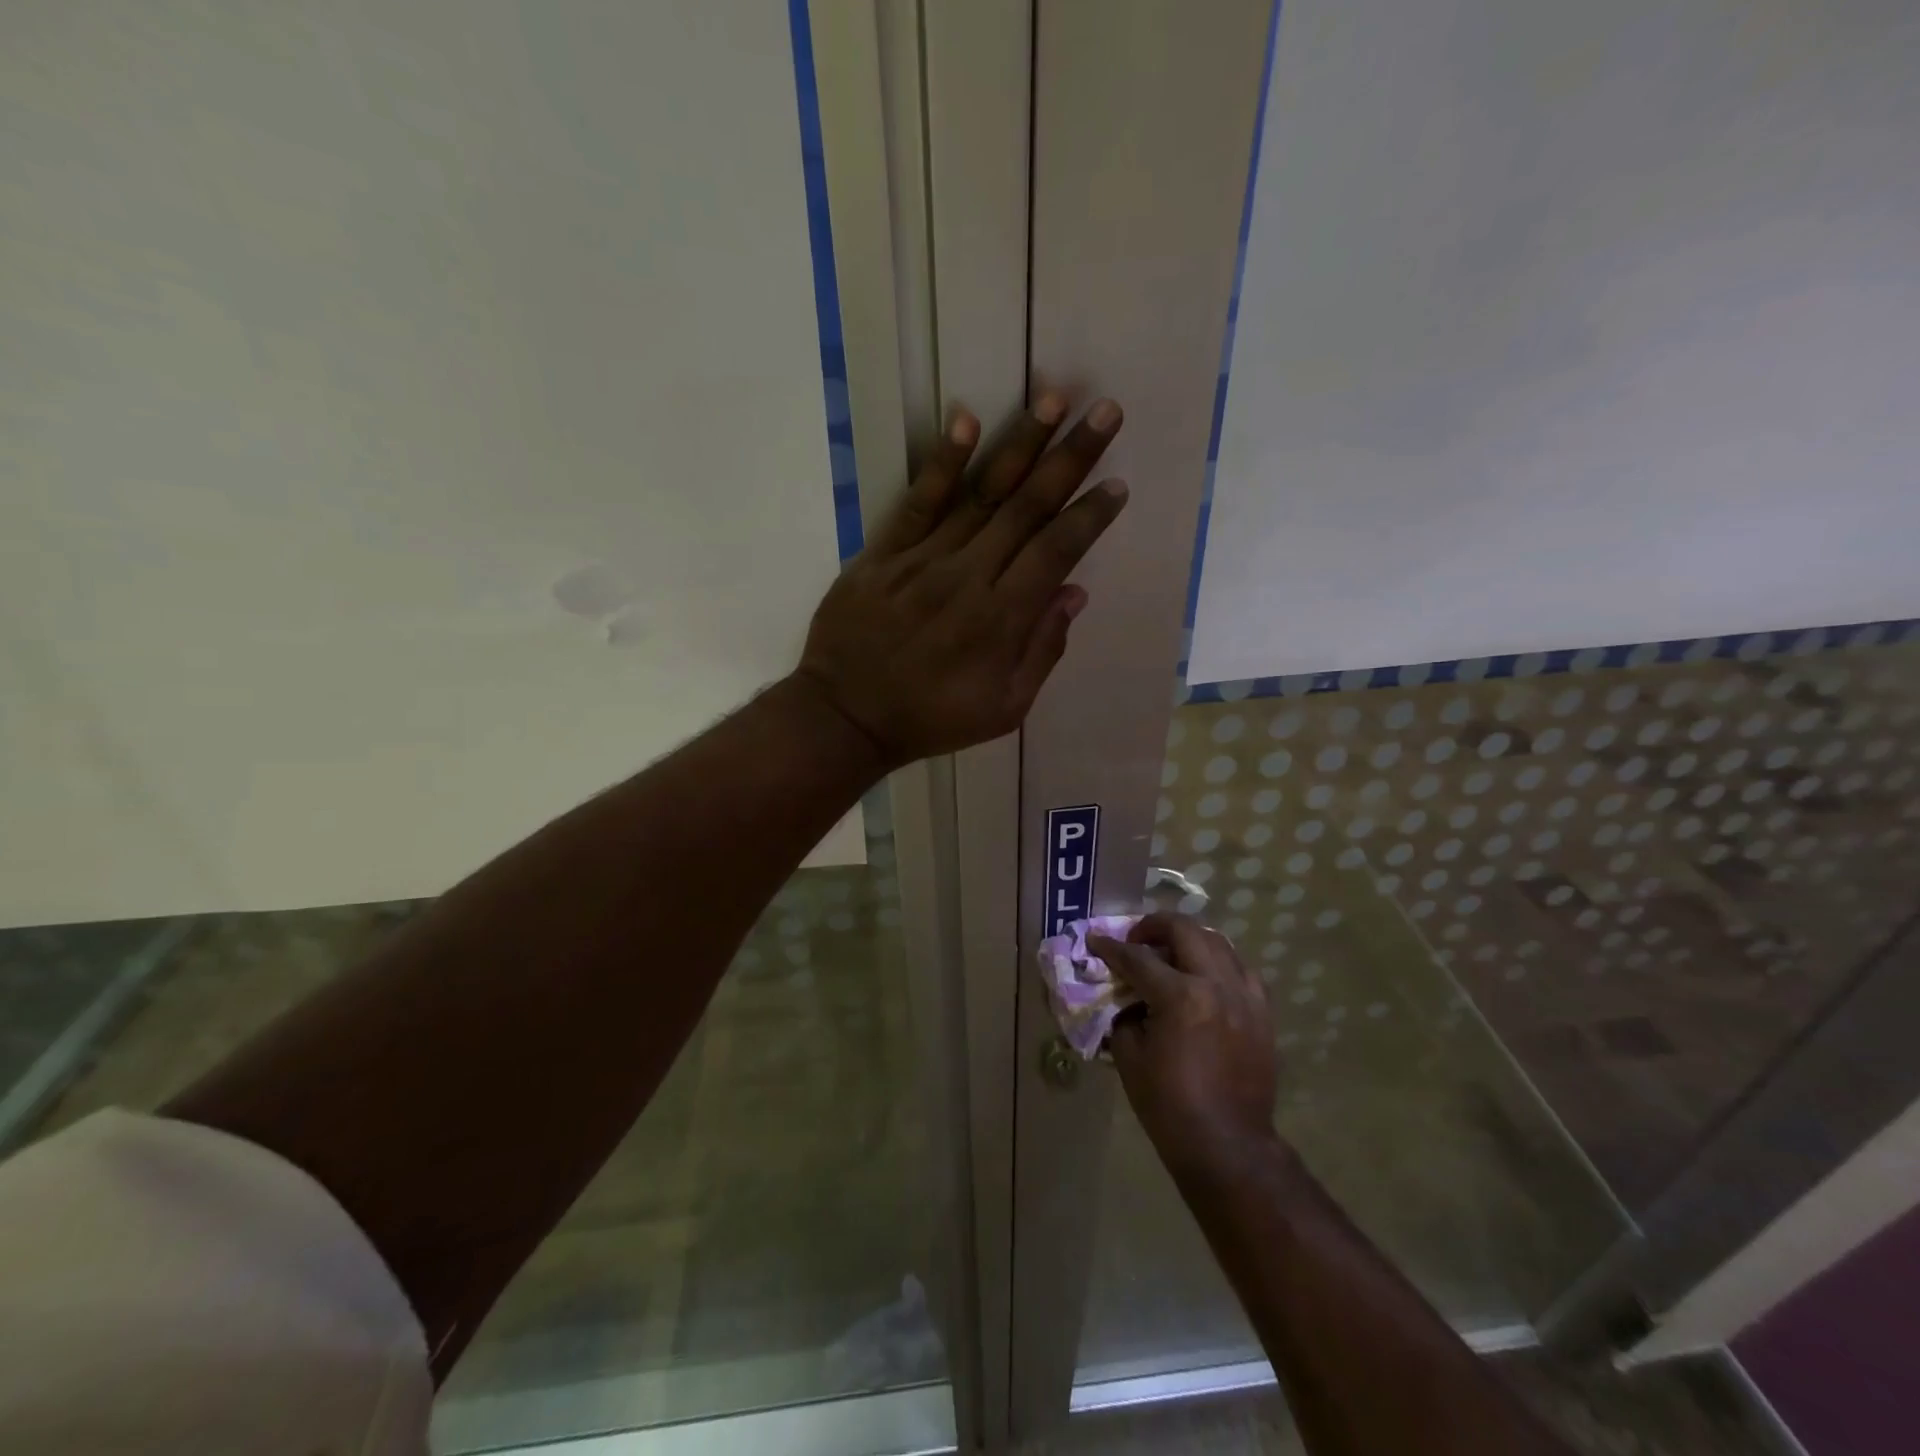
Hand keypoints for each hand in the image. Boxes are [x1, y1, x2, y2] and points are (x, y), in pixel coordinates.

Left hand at [795, 395, 1127, 767]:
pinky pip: (917, 501)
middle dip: (1071, 458)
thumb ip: (1042, 651)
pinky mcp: (883, 554)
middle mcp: (968, 577)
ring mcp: (922, 560)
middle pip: (1028, 508)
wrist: (847, 718)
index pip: (1056, 552)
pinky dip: (942, 462)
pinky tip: (966, 420)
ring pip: (981, 494)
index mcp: (1001, 619)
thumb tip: (1074, 593)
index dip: (1089, 517)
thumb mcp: (1003, 709)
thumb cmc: (932, 719)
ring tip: (1054, 398)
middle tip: (1106, 412)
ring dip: (1021, 444)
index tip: (1117, 484)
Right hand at [1090, 913, 1281, 1176]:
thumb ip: (1123, 1014)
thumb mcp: (1129, 1057)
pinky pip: (1241, 970)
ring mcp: (1245, 996)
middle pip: (1183, 930)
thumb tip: (1123, 995)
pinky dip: (1219, 963)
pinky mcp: (1262, 1012)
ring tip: (1170, 952)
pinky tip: (1205, 977)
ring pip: (1217, 942)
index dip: (1110, 947)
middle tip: (1135, 940)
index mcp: (1180, 997)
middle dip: (1152, 926)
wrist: (1227, 1145)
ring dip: (1188, 939)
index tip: (1094, 940)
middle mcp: (1216, 984)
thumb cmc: (1169, 1105)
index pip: (1137, 958)